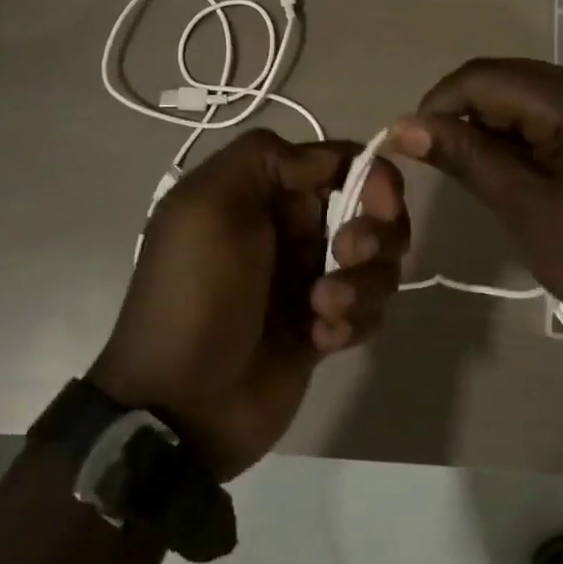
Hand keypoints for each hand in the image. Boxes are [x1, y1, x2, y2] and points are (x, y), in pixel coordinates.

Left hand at [90, 129, 407, 479]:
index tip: (380, 201)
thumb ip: (266, 158)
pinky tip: (318, 340)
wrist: (182, 405)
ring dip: (362, 282)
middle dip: (373, 232)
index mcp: (265, 193)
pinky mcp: (325, 327)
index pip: (340, 163)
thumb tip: (330, 159)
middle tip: (347, 253)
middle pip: (372, 211)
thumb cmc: (196, 295)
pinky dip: (352, 321)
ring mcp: (312, 280)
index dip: (371, 176)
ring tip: (321, 309)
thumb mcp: (207, 206)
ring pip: (378, 262)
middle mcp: (293, 230)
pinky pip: (369, 309)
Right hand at [390, 58, 562, 342]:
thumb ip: (466, 157)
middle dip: (465, 112)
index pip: (488, 77)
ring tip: (469, 168)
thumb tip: (403, 126)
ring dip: (492, 124)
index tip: (411, 142)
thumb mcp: (524, 207)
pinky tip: (507, 168)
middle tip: (437, 158)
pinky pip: (552, 115)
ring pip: (528, 96)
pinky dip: (521, 135)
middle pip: (509, 79)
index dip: (441, 102)